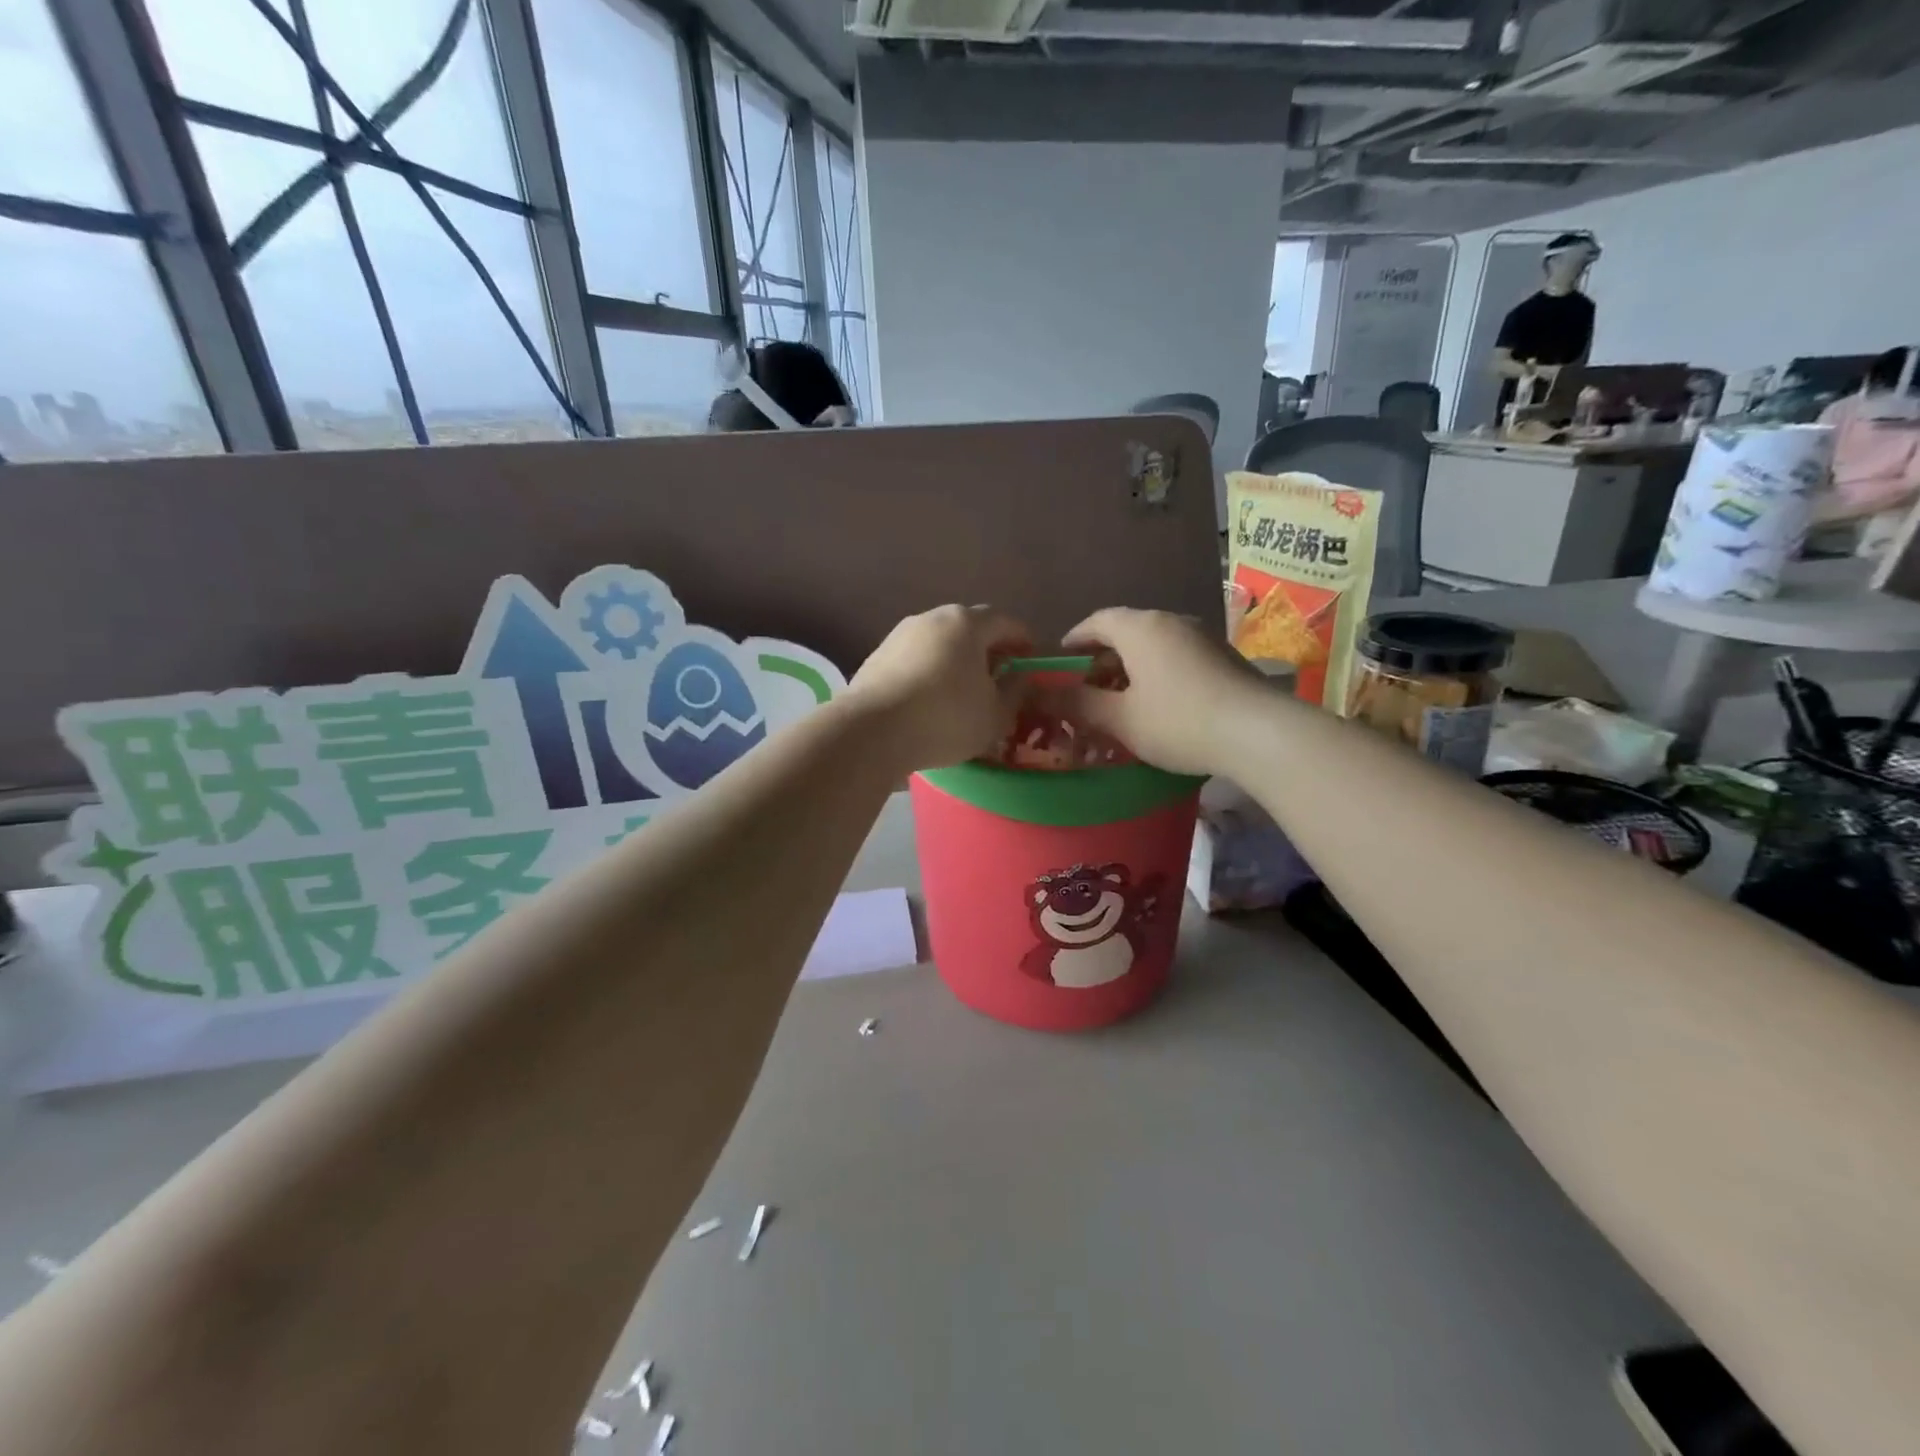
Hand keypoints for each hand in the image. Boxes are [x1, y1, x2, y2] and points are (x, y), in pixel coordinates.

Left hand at [846, 605, 1031, 770]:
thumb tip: (1020, 677)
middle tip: (1001, 676)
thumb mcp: (995, 714)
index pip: (1007, 622)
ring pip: (940, 642)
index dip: (1025, 641)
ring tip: (966, 691)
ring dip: (957, 660)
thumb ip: (1015, 692)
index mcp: (967, 623)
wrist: (872, 731)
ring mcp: (900, 635)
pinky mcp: (877, 657)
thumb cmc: (946, 717)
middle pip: (970, 628)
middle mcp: (932, 618)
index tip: (1032, 662)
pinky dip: (930, 672)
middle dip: (989, 649)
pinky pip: (916, 659)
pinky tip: (932, 699)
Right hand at [1056, 608, 1267, 776]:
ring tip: (1120, 698)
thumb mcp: (1120, 719)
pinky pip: (1177, 656)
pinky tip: (1157, 703)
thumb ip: (1079, 704)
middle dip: (1102, 657)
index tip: (1062, 659)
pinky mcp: (1223, 657)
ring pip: (1153, 645)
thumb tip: (1043, 695)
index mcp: (1140, 628)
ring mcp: (1202, 637)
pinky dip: (1157, 672)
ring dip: (1131, 667)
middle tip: (1087, 686)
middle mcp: (1171, 622)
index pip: (1097, 621)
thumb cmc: (1178, 721)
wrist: (1258, 732)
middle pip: (1126, 631)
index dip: (1075, 639)